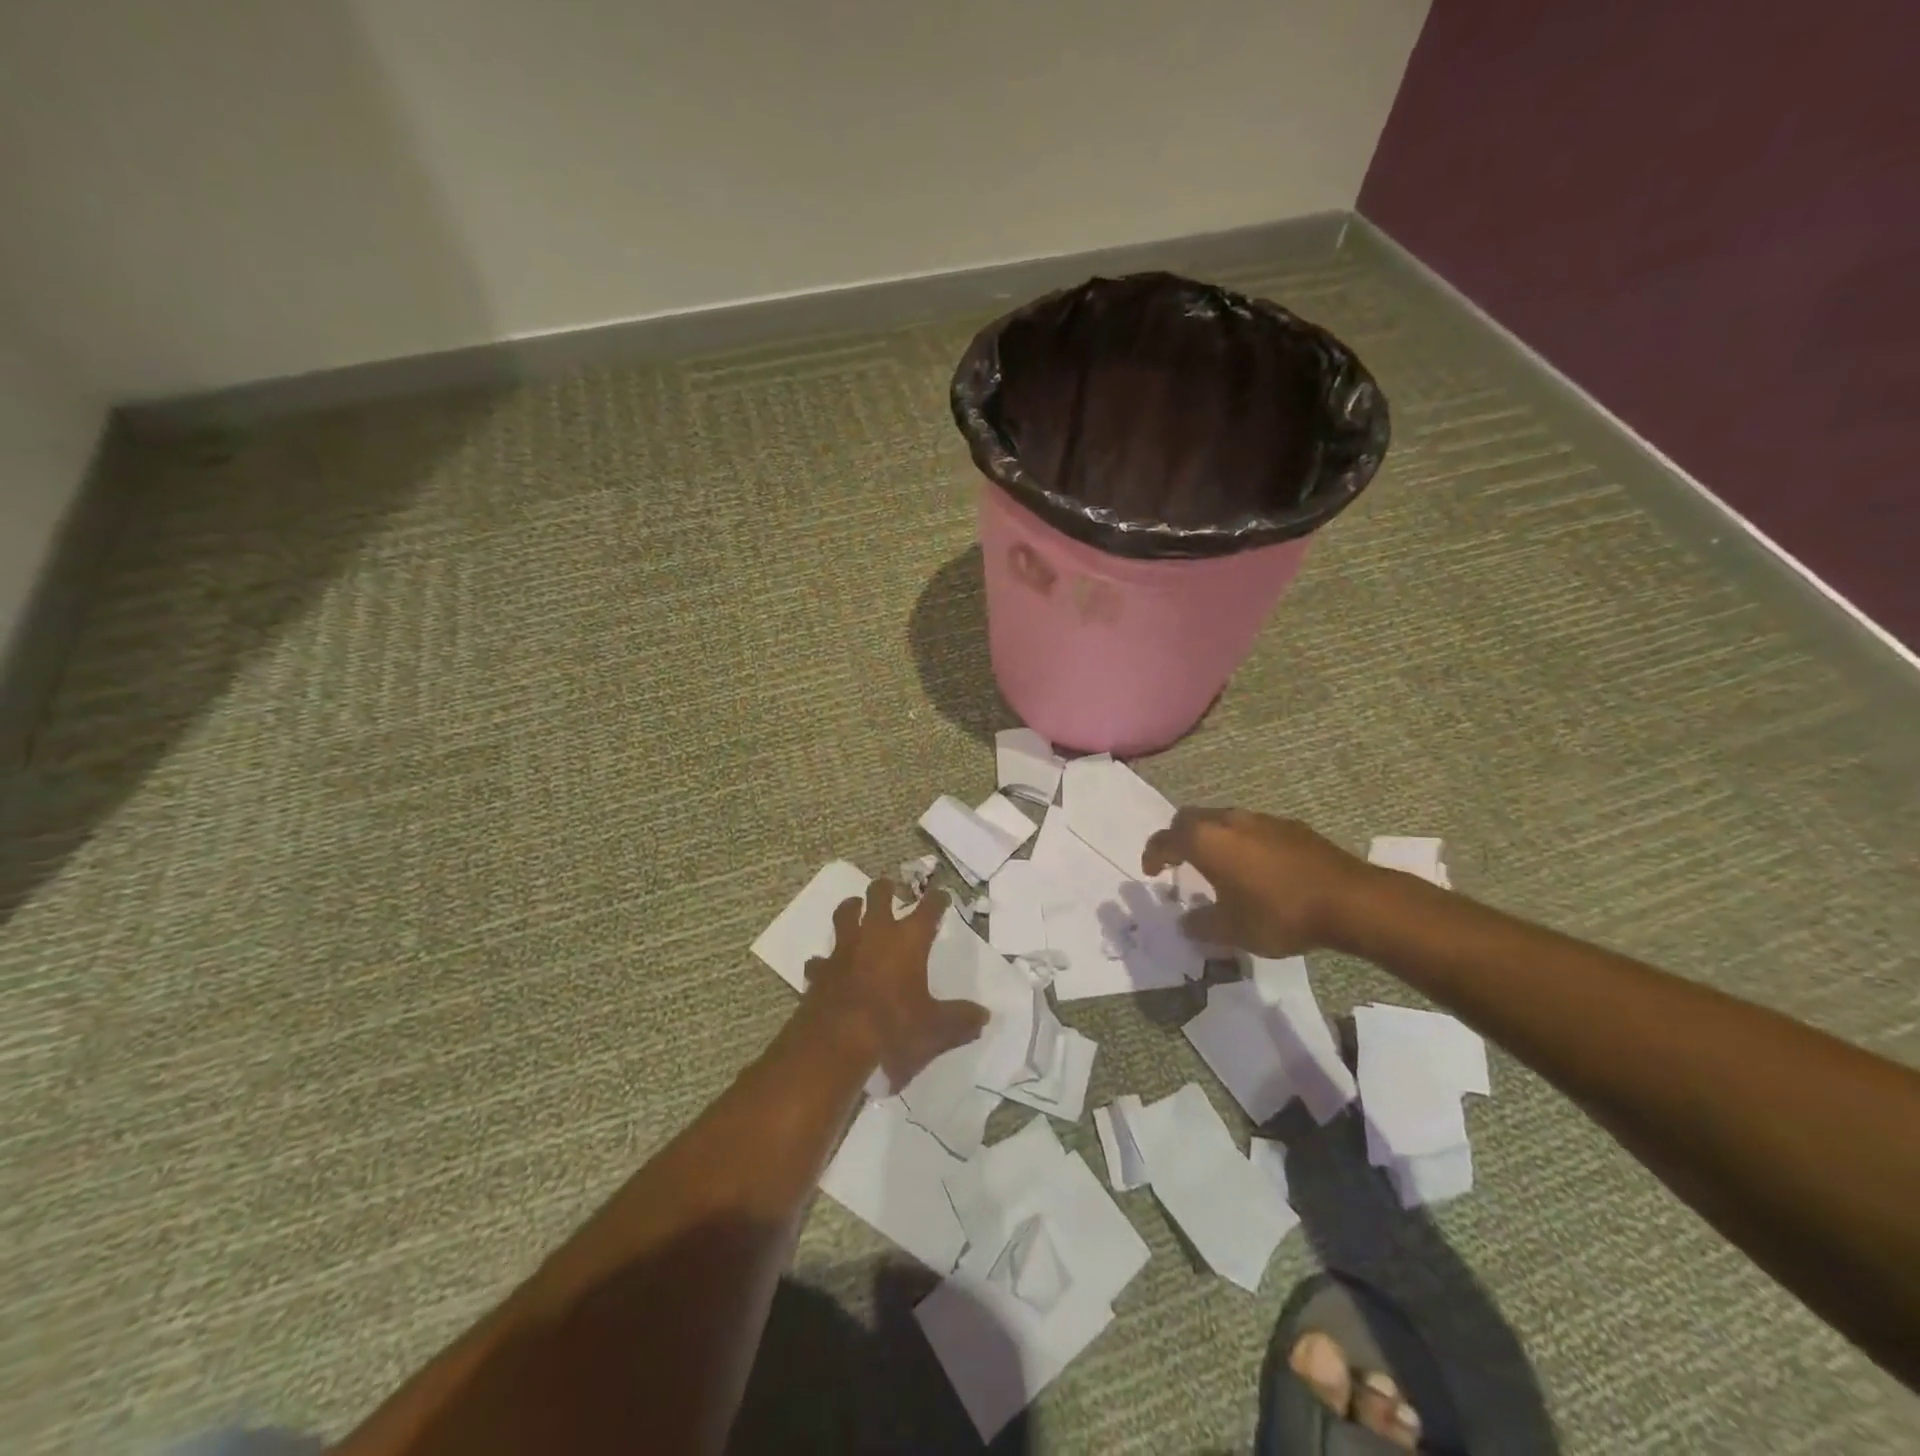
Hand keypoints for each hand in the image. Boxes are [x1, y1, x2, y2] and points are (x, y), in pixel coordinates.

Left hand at [802, 879, 988, 1086]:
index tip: (942, 896)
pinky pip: (821, 958)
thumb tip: (984, 1016)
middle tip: (889, 888)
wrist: (836, 1042)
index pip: (928, 909)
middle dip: (885, 889)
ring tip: (854, 906)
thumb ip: (960, 1020)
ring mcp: (844, 949)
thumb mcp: (935, 1028)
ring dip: (851, 908)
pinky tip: (826, 965)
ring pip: (845, 915)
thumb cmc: (893, 1027)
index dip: (937, 900)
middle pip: (878, 896)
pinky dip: (825, 960)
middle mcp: (876, 934)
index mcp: (908, 940)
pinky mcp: (820, 970)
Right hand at [1142, 808, 1372, 957]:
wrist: (1350, 900)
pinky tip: (1255, 868)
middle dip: (1179, 838)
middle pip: (1190, 819)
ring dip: (1212, 838)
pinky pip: (1251, 828)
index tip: (1150, 872)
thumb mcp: (1233, 930)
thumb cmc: (1279, 913)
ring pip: (1222, 820)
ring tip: (1217, 865)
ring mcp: (1262, 819)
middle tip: (1178, 862)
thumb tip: (1186, 922)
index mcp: (1206, 841)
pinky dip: (1240, 842)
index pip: (1166, 838)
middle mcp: (1229, 820)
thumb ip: (1202, 925)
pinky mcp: (1290, 826)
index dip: (1153, 854)